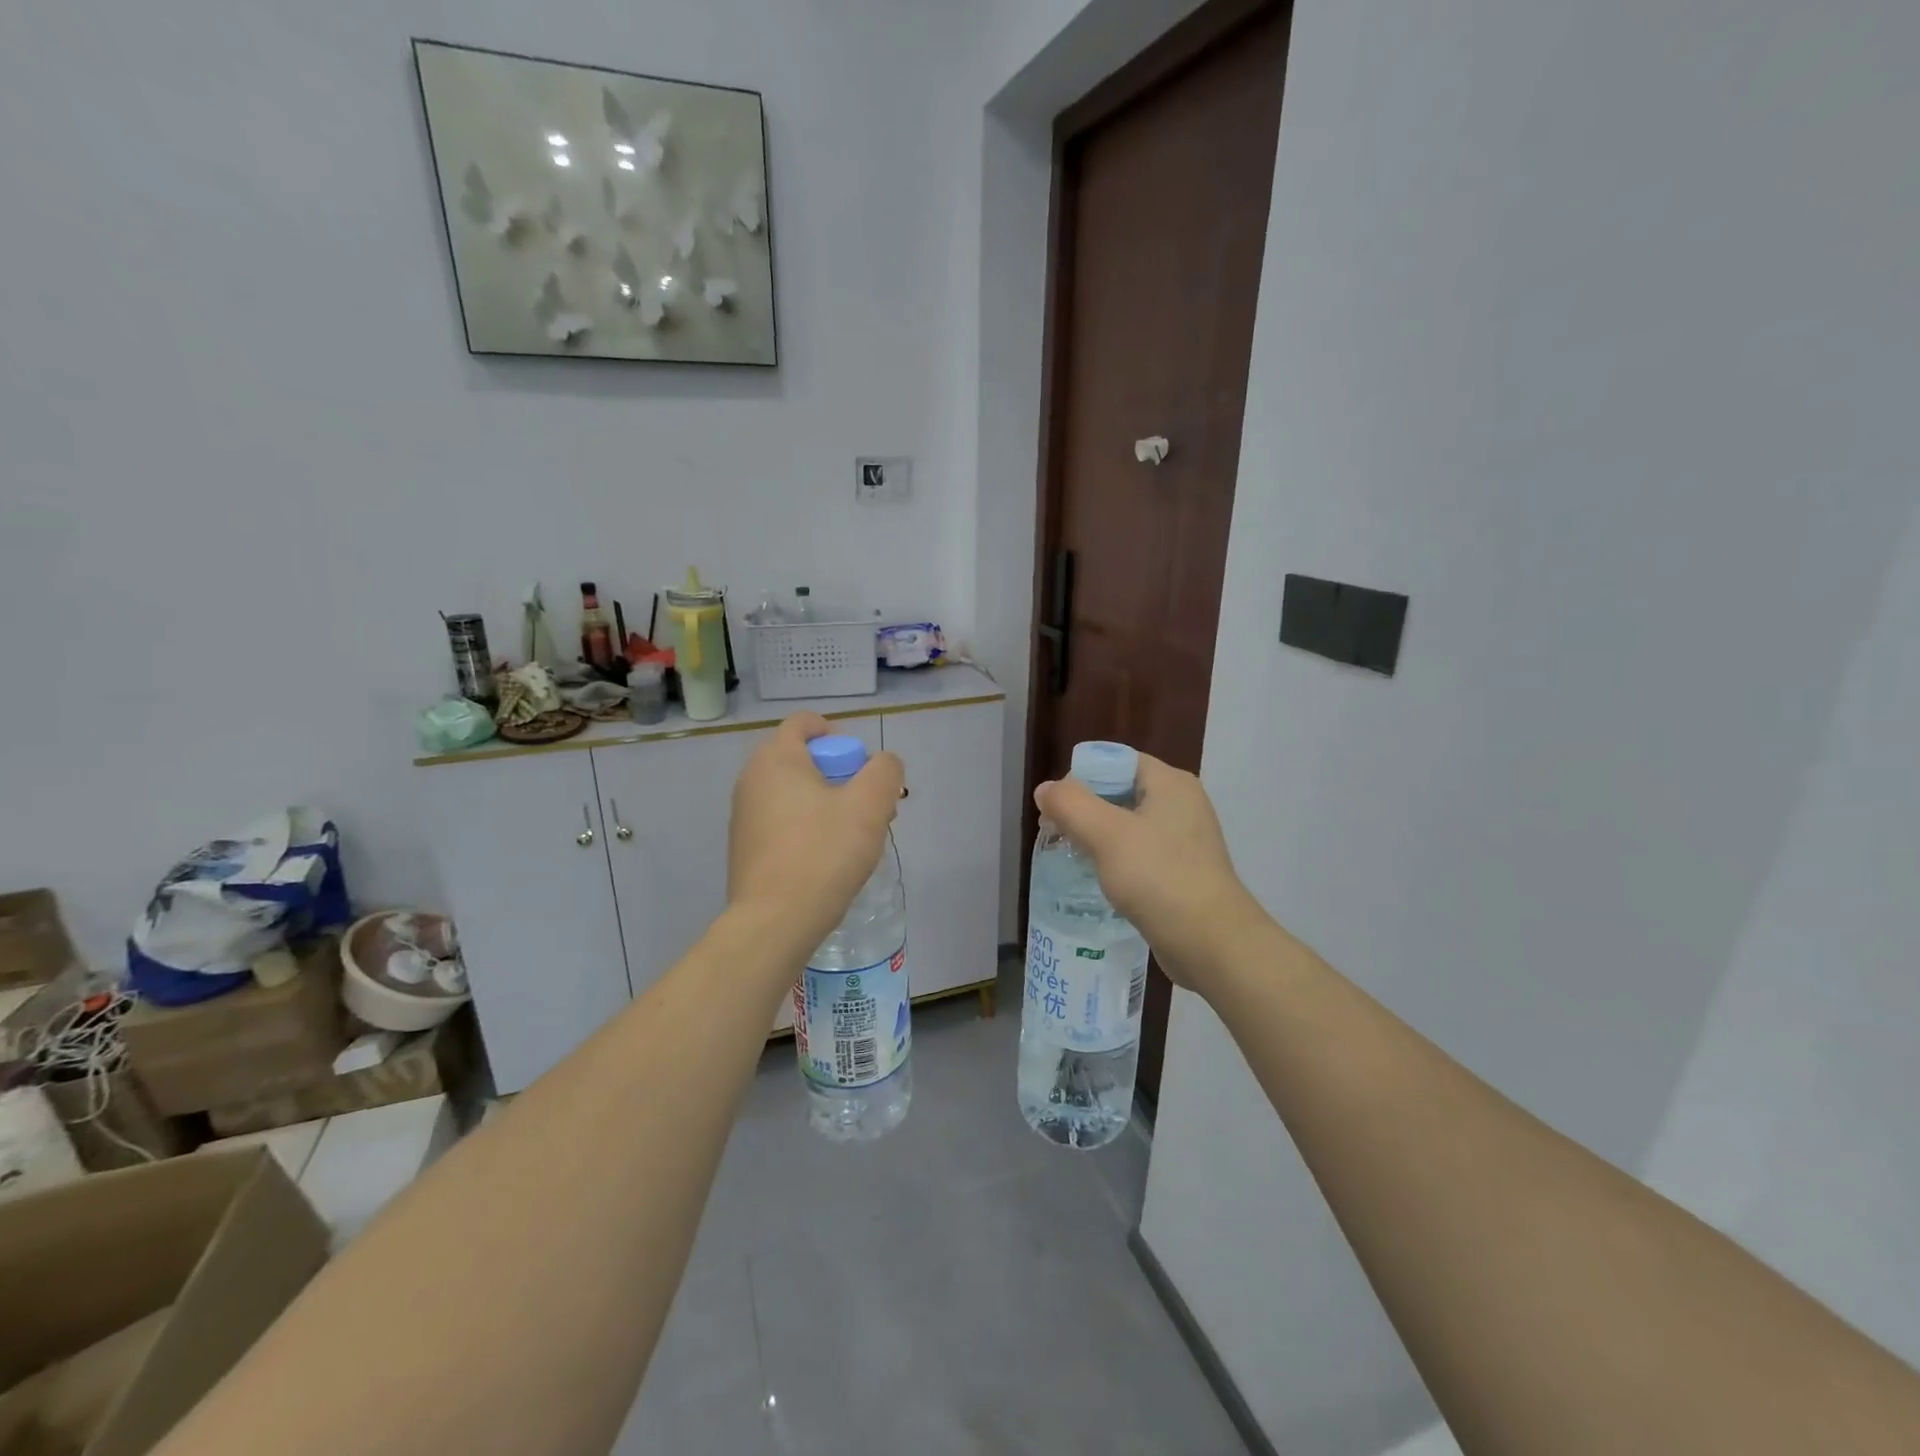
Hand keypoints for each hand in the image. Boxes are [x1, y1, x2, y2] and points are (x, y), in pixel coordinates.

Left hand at [729, 713, 904, 959]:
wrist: (774, 922)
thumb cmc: (823, 854)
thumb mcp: (870, 806)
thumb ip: (885, 772)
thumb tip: (883, 765)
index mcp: (776, 759)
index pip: (805, 723)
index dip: (838, 734)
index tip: (861, 766)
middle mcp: (751, 779)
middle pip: (803, 759)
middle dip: (841, 775)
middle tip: (868, 806)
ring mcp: (744, 815)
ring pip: (795, 793)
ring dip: (828, 804)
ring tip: (854, 837)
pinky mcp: (745, 847)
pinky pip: (783, 821)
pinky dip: (808, 827)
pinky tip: (828, 859)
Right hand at [1034, 754, 1263, 993]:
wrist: (1212, 944)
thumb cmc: (1159, 878)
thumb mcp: (1107, 835)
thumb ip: (1070, 804)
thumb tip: (1045, 789)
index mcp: (1170, 783)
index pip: (1116, 761)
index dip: (1081, 777)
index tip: (1056, 807)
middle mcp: (1181, 804)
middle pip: (1119, 792)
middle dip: (1084, 810)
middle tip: (1055, 834)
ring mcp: (1184, 840)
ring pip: (1127, 826)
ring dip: (1096, 838)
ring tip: (1070, 857)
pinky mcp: (1181, 871)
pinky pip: (1139, 854)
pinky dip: (1115, 861)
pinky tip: (1096, 880)